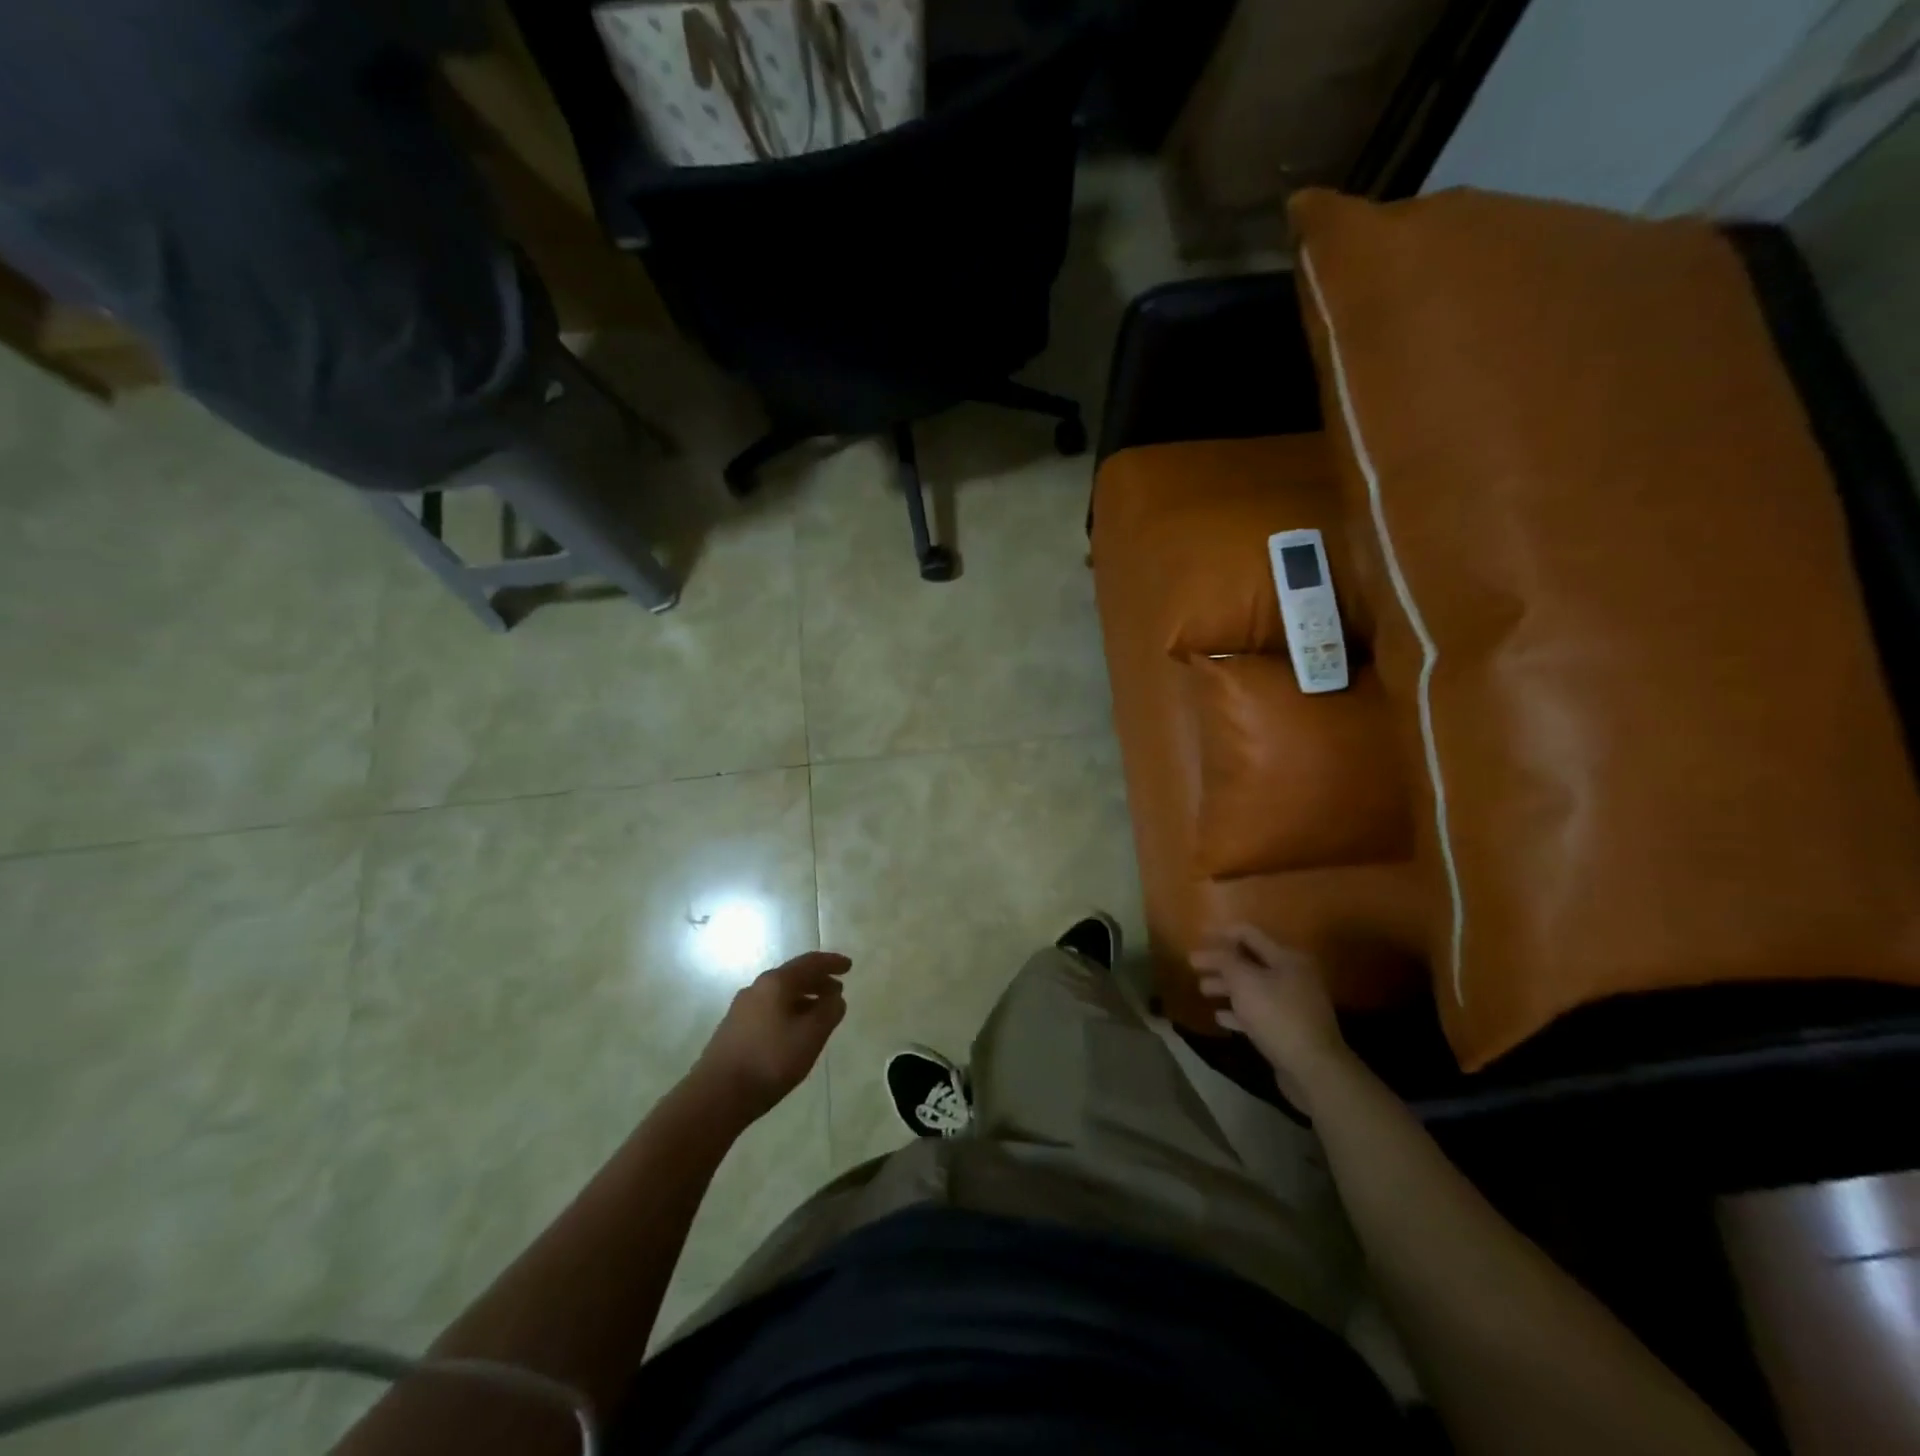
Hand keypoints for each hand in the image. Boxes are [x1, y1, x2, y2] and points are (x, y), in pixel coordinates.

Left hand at [691, 951, 850, 1122]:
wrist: (716, 1095)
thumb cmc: (770, 1061)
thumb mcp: (810, 1036)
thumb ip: (829, 1012)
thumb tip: (836, 997)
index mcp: (776, 983)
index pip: (810, 963)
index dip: (832, 963)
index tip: (849, 967)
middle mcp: (757, 988)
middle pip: (793, 976)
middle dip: (818, 981)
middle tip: (837, 992)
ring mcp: (742, 1008)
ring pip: (780, 994)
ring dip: (803, 998)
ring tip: (819, 1013)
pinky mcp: (734, 1028)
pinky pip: (769, 1009)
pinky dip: (788, 1011)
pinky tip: (793, 1031)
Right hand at [1192, 926, 1354, 1111]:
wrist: (1313, 1069)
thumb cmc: (1277, 1016)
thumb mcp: (1245, 982)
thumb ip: (1225, 960)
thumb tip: (1211, 948)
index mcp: (1286, 958)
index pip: (1248, 934)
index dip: (1221, 933)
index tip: (1197, 936)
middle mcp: (1292, 976)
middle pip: (1249, 962)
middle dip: (1220, 963)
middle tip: (1194, 966)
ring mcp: (1292, 1004)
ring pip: (1252, 988)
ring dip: (1226, 987)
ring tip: (1202, 990)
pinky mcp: (1289, 1029)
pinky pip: (1258, 1013)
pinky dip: (1239, 1012)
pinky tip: (1220, 1017)